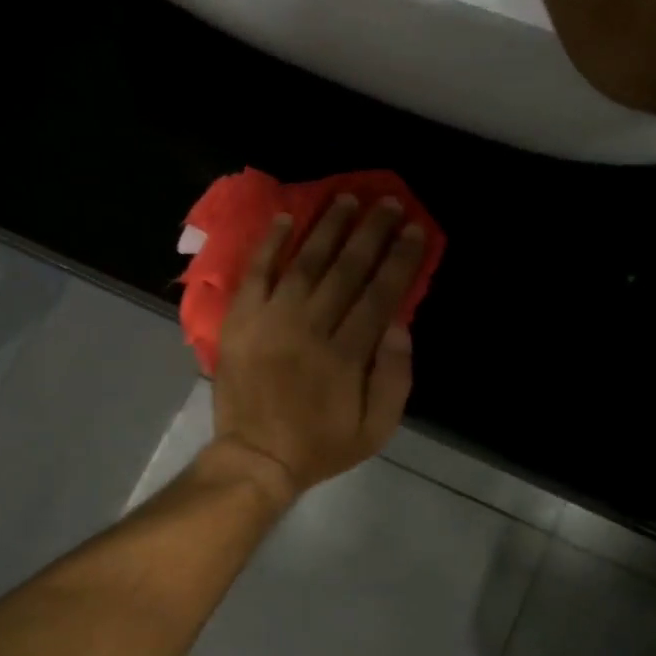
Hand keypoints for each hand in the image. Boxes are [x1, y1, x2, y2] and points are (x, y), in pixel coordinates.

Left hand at [209, 196, 426, 503]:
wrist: (256, 457)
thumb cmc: (320, 445)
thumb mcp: (376, 428)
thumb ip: (394, 377)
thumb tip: (399, 323)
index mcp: (347, 355)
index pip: (379, 294)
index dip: (400, 259)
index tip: (414, 229)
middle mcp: (310, 328)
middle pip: (346, 269)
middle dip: (370, 232)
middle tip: (387, 202)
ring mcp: (271, 320)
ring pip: (304, 262)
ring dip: (327, 226)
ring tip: (346, 197)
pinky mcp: (240, 321)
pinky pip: (256, 272)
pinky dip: (269, 243)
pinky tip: (285, 217)